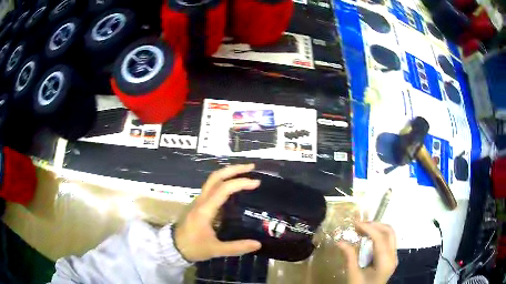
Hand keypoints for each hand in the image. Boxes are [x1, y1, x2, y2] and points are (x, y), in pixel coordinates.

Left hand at [174, 164, 261, 261]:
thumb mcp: (215, 250)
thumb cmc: (193, 247)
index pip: (223, 189)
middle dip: (234, 169)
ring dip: (228, 173)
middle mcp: (201, 200)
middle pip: (216, 177)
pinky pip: (211, 187)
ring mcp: (198, 201)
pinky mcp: (198, 204)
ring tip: (244, 173)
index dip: (240, 183)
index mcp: (205, 209)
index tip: (256, 183)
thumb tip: (258, 244)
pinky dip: (223, 182)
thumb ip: (236, 247)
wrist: (173, 247)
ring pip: (212, 180)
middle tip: (251, 167)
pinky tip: (233, 188)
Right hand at [338, 222, 397, 283]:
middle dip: (375, 225)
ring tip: (362, 228)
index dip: (368, 228)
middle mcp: (393, 256)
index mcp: (385, 263)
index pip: (380, 239)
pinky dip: (379, 234)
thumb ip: (349, 257)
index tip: (355, 224)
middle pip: (389, 232)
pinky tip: (368, 236)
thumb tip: (339, 241)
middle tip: (359, 224)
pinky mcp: (391, 257)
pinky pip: (388, 240)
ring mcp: (393, 256)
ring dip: (377, 228)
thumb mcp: (353, 275)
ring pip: (390, 234)